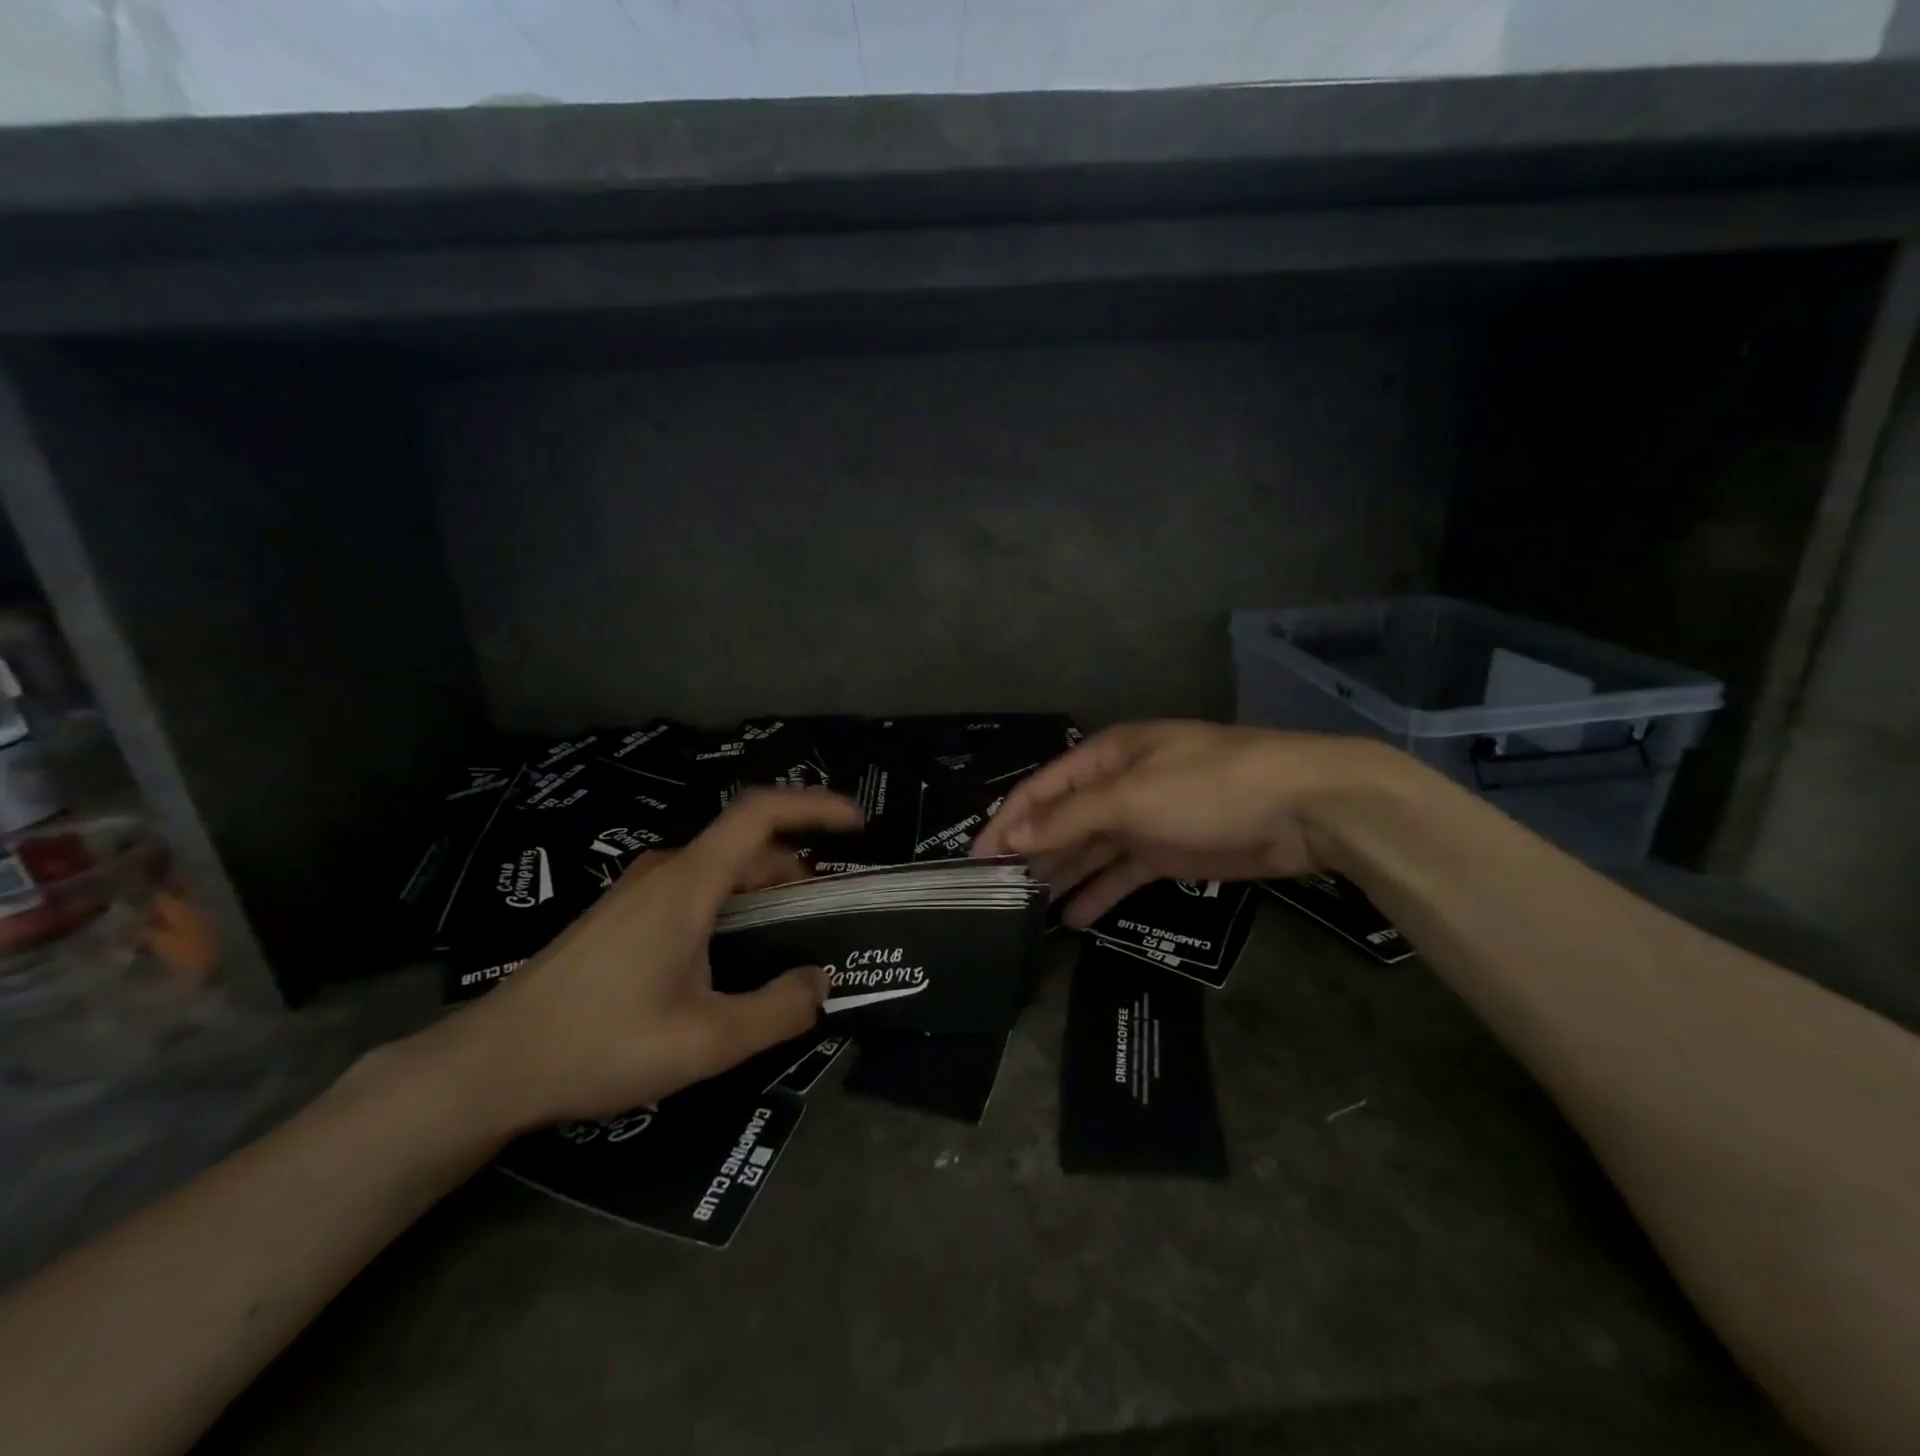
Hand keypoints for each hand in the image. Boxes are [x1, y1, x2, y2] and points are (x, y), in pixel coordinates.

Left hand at [433, 788, 864, 1132]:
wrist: (488, 1065)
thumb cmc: (598, 1045)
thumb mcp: (703, 1042)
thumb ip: (776, 1012)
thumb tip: (822, 983)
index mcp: (688, 884)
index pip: (760, 813)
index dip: (814, 806)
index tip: (857, 823)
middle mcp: (665, 871)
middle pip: (747, 846)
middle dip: (798, 869)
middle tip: (830, 915)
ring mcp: (639, 890)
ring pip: (720, 870)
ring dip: (764, 890)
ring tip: (790, 940)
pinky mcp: (623, 913)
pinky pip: (695, 889)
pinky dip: (733, 904)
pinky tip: (733, 956)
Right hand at [973, 721, 1400, 926]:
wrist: (1305, 808)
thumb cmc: (1209, 787)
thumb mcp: (1131, 797)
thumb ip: (1070, 819)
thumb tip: (1015, 837)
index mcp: (1106, 757)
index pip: (1042, 789)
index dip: (1007, 821)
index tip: (977, 860)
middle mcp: (1119, 785)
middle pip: (1063, 820)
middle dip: (1031, 852)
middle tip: (996, 894)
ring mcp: (1146, 820)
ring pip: (1090, 850)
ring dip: (1061, 875)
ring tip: (1025, 912)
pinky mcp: (1171, 853)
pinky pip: (1123, 874)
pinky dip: (1100, 894)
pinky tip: (1074, 920)